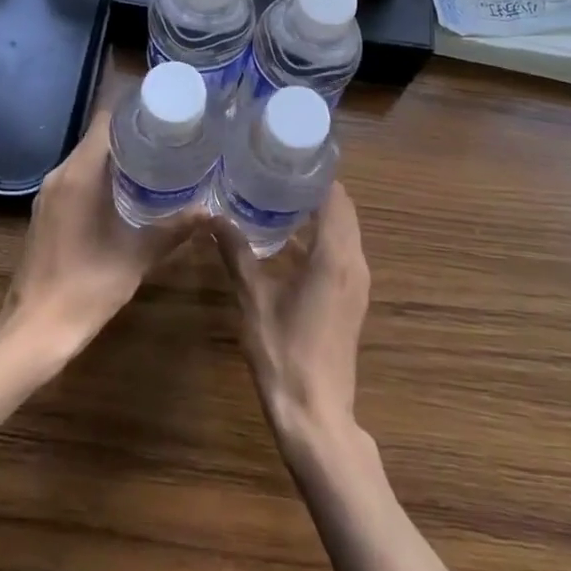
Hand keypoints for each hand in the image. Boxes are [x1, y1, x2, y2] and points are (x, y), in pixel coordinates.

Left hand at [0, 110, 195, 360]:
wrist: (35, 330)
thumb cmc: (86, 287)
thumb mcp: (137, 257)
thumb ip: (174, 229)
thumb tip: (211, 211)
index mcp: (80, 175)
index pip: (106, 120)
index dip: (135, 111)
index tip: (167, 112)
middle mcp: (60, 175)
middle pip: (98, 137)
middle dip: (133, 134)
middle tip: (172, 136)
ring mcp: (49, 194)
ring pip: (87, 158)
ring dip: (118, 156)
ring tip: (158, 160)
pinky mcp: (47, 211)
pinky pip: (78, 178)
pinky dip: (103, 176)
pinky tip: (129, 191)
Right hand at [218, 182, 369, 453]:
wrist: (316, 413)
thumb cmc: (284, 352)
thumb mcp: (253, 299)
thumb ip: (236, 254)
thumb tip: (214, 219)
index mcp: (335, 256)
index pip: (335, 197)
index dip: (315, 174)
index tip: (287, 157)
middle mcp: (354, 263)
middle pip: (343, 211)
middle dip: (314, 190)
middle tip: (276, 173)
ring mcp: (356, 283)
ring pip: (344, 232)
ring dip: (319, 214)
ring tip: (278, 198)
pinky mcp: (352, 299)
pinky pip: (341, 253)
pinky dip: (321, 238)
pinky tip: (287, 241)